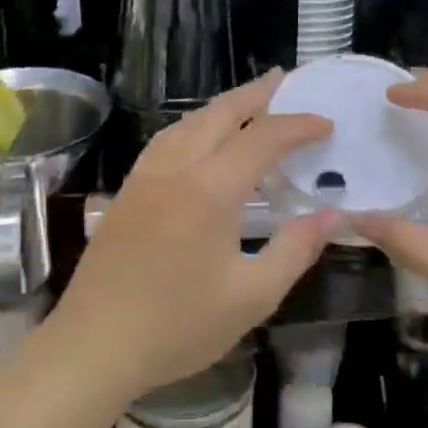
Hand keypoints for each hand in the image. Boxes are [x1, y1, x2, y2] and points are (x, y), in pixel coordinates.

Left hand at [51, 72, 339, 401]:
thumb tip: (333, 215)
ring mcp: (144, 177)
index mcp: (211, 188)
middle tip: (285, 81)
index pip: (263, 138)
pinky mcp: (126, 192)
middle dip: (256, 95)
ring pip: (187, 122)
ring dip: (222, 108)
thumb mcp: (252, 296)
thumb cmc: (178, 326)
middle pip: (220, 114)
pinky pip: (166, 141)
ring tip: (249, 105)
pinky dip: (193, 127)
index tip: (326, 123)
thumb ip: (296, 248)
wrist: (94, 345)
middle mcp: (176, 168)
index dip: (298, 126)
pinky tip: (200, 141)